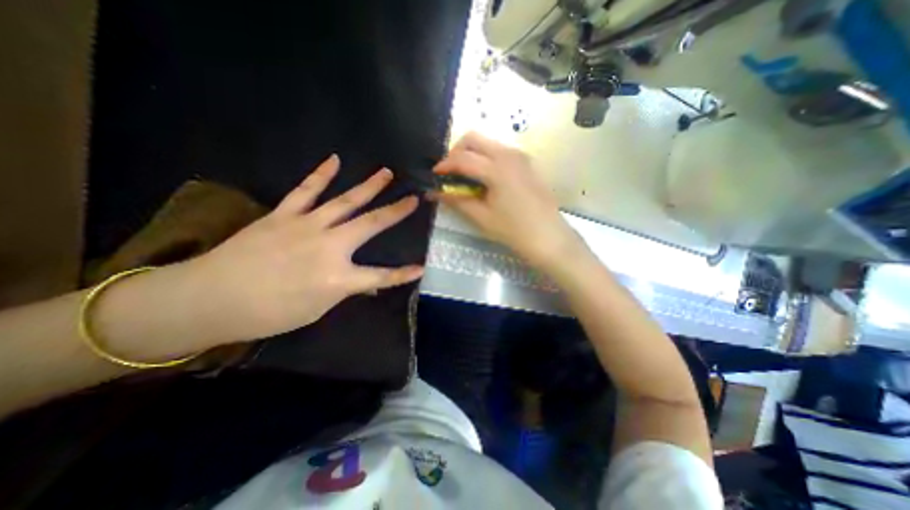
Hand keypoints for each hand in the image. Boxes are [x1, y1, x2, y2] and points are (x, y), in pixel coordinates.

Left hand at [187, 156, 427, 342]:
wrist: (208, 299)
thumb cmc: (268, 314)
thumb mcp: (316, 309)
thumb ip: (344, 291)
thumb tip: (367, 284)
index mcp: (337, 277)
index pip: (381, 276)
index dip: (402, 274)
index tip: (421, 267)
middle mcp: (329, 246)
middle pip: (370, 224)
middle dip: (395, 211)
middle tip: (413, 198)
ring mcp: (306, 225)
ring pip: (345, 201)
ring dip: (368, 186)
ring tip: (385, 172)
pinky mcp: (284, 215)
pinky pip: (306, 190)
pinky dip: (321, 174)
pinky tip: (334, 160)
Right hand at [434, 133, 582, 267]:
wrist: (549, 237)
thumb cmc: (513, 230)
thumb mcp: (481, 217)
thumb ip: (456, 200)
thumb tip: (434, 192)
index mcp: (497, 168)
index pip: (462, 158)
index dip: (444, 165)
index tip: (434, 176)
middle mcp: (509, 154)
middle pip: (474, 139)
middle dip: (456, 152)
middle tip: (449, 173)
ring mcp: (521, 156)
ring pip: (488, 143)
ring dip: (471, 154)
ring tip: (465, 177)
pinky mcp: (527, 163)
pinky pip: (500, 151)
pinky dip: (486, 159)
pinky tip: (484, 179)